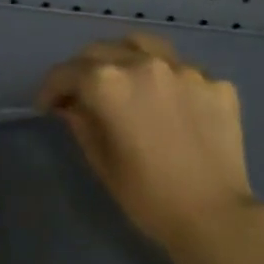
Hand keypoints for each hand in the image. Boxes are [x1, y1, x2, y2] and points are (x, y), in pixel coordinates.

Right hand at [38, 34, 263, 263]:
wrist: (215, 217)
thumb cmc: (147, 196)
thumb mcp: (101, 161)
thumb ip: (81, 123)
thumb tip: (72, 105)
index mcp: (108, 84)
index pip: (67, 73)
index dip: (50, 89)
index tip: (47, 106)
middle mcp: (145, 65)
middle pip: (101, 51)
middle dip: (83, 70)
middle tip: (80, 95)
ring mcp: (185, 70)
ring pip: (143, 46)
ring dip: (123, 59)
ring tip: (123, 82)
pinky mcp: (217, 84)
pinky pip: (181, 70)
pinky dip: (165, 80)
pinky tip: (167, 104)